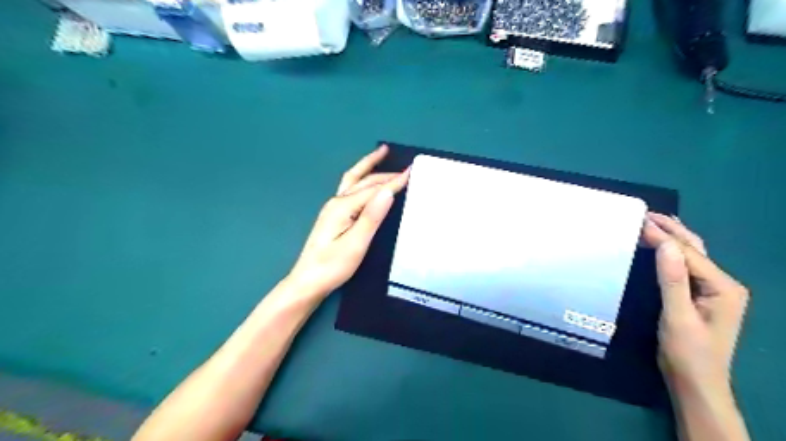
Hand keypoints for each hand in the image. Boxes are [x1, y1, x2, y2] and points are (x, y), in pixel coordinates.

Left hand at [287, 145, 411, 298]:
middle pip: (363, 180)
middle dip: (384, 172)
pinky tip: (366, 182)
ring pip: (353, 180)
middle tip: (404, 167)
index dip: (394, 181)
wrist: (307, 282)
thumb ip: (371, 217)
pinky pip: (350, 188)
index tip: (412, 171)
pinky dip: (362, 179)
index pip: (374, 190)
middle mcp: (337, 202)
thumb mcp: (356, 244)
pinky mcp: (333, 216)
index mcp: (343, 207)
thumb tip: (387, 191)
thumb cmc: (332, 266)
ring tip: (381, 154)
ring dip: (368, 166)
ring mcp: (333, 208)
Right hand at [638, 212, 747, 393]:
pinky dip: (671, 251)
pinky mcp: (702, 295)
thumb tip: (666, 245)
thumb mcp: (677, 316)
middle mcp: (723, 283)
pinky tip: (660, 246)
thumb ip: (673, 280)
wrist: (696, 381)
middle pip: (695, 248)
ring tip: (651, 222)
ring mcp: (714, 289)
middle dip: (671, 229)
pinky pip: (686, 266)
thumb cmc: (687, 352)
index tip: (636, 221)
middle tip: (644, 214)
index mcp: (723, 287)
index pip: (687, 253)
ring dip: (672, 237)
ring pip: (692, 255)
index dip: (661, 236)